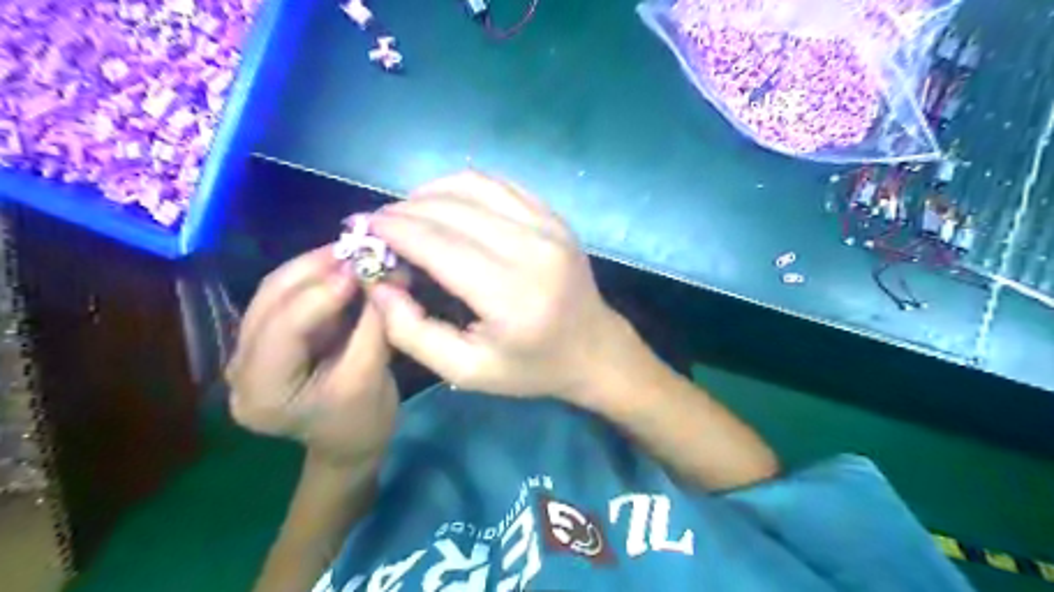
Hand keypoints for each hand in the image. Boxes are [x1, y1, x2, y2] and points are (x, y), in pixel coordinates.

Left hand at [227, 244, 399, 462]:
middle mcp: (242, 366)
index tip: (361, 268)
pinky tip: (344, 266)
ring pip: (275, 291)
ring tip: (354, 251)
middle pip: (270, 301)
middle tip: (359, 249)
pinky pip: (288, 295)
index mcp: (262, 392)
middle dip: (316, 269)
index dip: (320, 294)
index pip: (283, 330)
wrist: (349, 442)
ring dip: (316, 266)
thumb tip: (385, 275)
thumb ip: (374, 325)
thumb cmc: (361, 422)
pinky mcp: (269, 337)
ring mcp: (250, 349)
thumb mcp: (370, 378)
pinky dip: (317, 277)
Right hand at [363, 171, 642, 401]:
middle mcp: (532, 249)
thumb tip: (378, 284)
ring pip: (473, 186)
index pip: (438, 243)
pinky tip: (445, 205)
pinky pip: (499, 185)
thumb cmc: (530, 367)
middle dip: (403, 210)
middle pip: (451, 209)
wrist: (593, 349)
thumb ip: (413, 333)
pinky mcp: (554, 216)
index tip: (361, 228)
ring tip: (407, 214)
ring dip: (429, 193)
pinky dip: (462, 187)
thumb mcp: (466, 371)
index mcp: (510, 294)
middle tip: (378, 225)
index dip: (393, 229)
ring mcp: (548, 226)